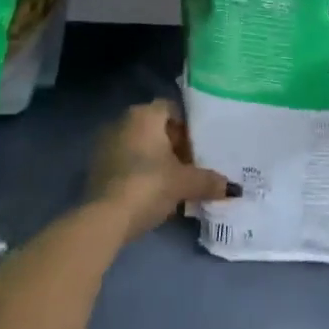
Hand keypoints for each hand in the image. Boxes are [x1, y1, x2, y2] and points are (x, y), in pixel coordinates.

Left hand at [86, 99, 237, 245]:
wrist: (104, 218)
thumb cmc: (148, 185)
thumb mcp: (185, 183)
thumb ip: (209, 181)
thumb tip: (233, 188)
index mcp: (144, 114)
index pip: (172, 109)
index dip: (188, 127)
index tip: (199, 148)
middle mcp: (122, 121)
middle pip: (156, 128)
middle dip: (173, 145)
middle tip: (190, 166)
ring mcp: (105, 144)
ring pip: (140, 146)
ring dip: (156, 160)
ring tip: (174, 183)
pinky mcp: (95, 168)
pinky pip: (125, 162)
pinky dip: (139, 173)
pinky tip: (151, 194)